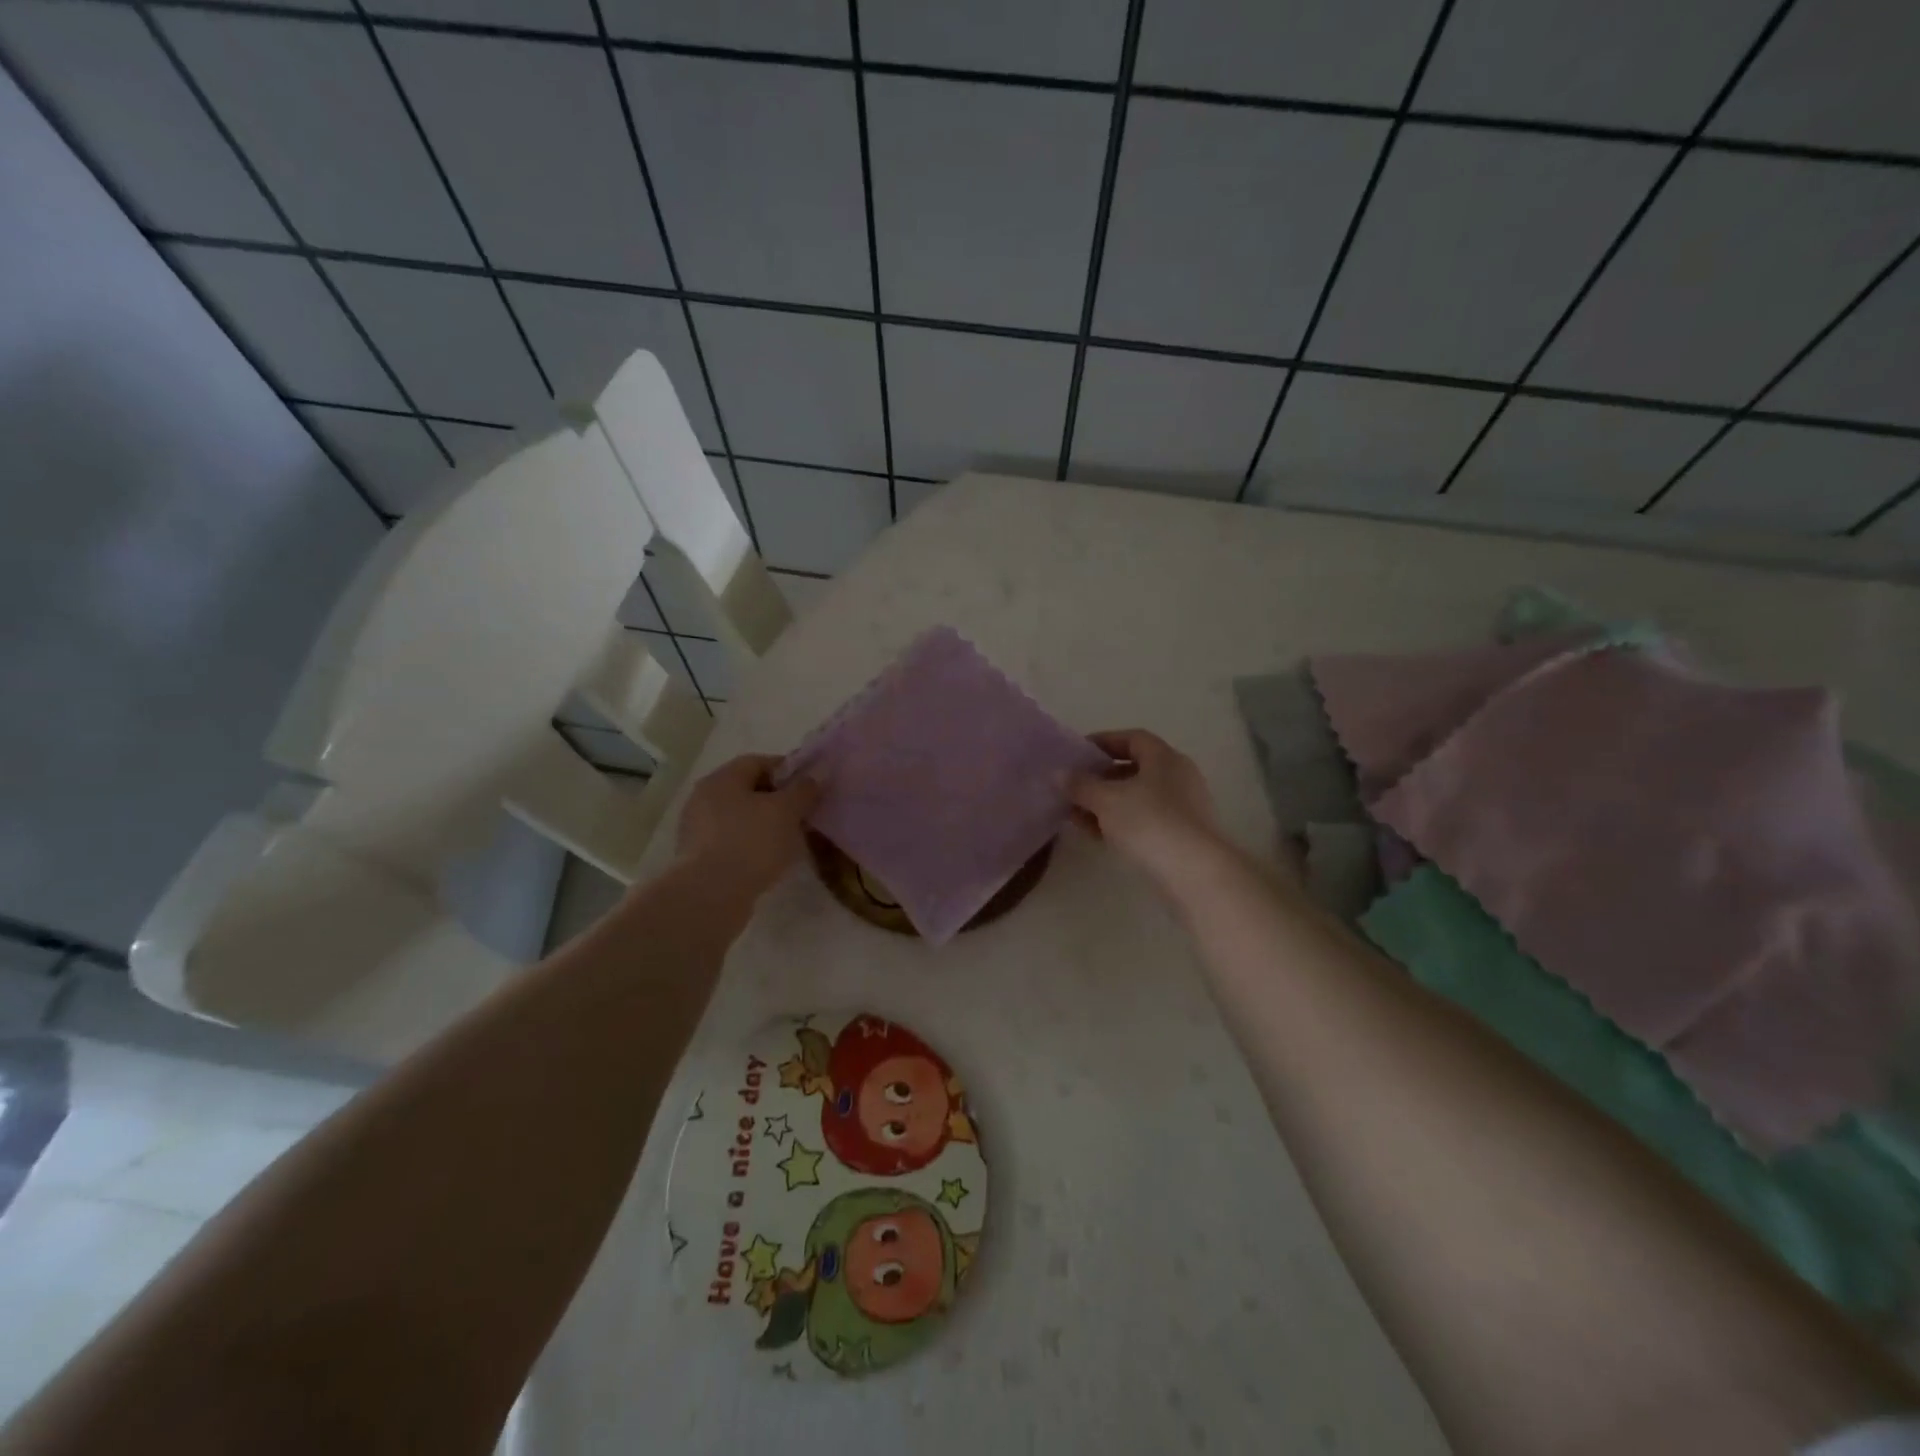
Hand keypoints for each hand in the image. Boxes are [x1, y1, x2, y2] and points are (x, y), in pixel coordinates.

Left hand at [675, 755, 820, 897]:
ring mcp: (697, 828)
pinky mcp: (698, 857)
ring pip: (740, 817)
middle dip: (778, 799)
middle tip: (804, 814)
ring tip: (790, 840)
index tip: (810, 787)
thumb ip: (804, 789)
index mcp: (722, 778)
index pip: (758, 762)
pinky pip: (732, 841)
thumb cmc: (751, 842)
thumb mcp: (786, 811)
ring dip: (765, 824)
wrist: (710, 896)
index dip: (788, 770)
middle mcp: (704, 797)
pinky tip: (769, 859)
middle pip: (748, 789)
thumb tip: (819, 771)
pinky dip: (752, 845)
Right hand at [1068, 730, 1222, 882]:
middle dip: (1100, 778)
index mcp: (1164, 758)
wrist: (1195, 873)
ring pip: (1138, 798)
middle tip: (1073, 788)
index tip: (1077, 754)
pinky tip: (1098, 835)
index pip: (1132, 739)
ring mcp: (1183, 808)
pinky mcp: (1182, 836)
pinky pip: (1145, 820)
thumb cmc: (1149, 822)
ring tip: (1076, 815)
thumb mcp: (1106, 800)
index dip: (1103, 742)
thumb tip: (1059, 774)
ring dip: (1107, 803)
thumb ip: (1080, 785)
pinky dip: (1120, 822)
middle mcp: (1178, 777)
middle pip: (1135, 769)